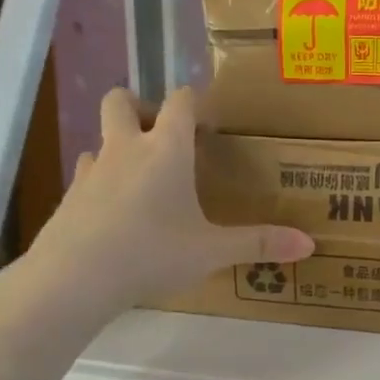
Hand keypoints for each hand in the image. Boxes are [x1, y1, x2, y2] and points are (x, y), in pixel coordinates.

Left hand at [12, 87, 312, 317]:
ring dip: (118, 147)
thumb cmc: (151, 253)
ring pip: (100, 139)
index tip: (208, 120)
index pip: (180, 102)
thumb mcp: (211, 251)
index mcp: (165, 150)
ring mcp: (91, 171)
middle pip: (121, 101)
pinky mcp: (69, 197)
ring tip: (141, 179)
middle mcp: (125, 149)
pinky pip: (87, 175)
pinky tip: (115, 212)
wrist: (75, 278)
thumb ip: (258, 244)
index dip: (194, 102)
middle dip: (141, 107)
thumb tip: (309, 244)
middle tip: (163, 137)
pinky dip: (102, 182)